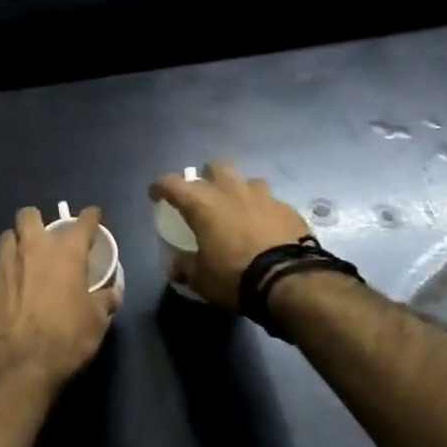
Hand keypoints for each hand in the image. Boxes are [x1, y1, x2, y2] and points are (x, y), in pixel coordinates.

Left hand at [0, 206, 121, 389]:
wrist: (17, 368)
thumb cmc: (65, 340)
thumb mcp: (96, 323)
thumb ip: (104, 301)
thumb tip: (111, 294)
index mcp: (66, 252)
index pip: (83, 222)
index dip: (90, 217)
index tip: (93, 217)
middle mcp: (33, 249)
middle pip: (29, 215)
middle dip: (37, 221)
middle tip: (45, 240)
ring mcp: (3, 265)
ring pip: (6, 238)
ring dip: (15, 245)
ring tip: (23, 263)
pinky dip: (1, 281)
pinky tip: (6, 298)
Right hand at [148, 161, 311, 311]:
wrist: (290, 280)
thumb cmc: (235, 276)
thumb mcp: (202, 279)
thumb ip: (185, 267)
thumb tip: (175, 266)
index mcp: (203, 204)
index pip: (173, 184)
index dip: (160, 186)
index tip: (156, 194)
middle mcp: (232, 191)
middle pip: (215, 166)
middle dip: (206, 175)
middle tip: (203, 193)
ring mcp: (263, 196)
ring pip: (246, 180)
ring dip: (238, 189)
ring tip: (238, 208)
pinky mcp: (287, 208)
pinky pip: (270, 201)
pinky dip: (263, 210)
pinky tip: (265, 226)